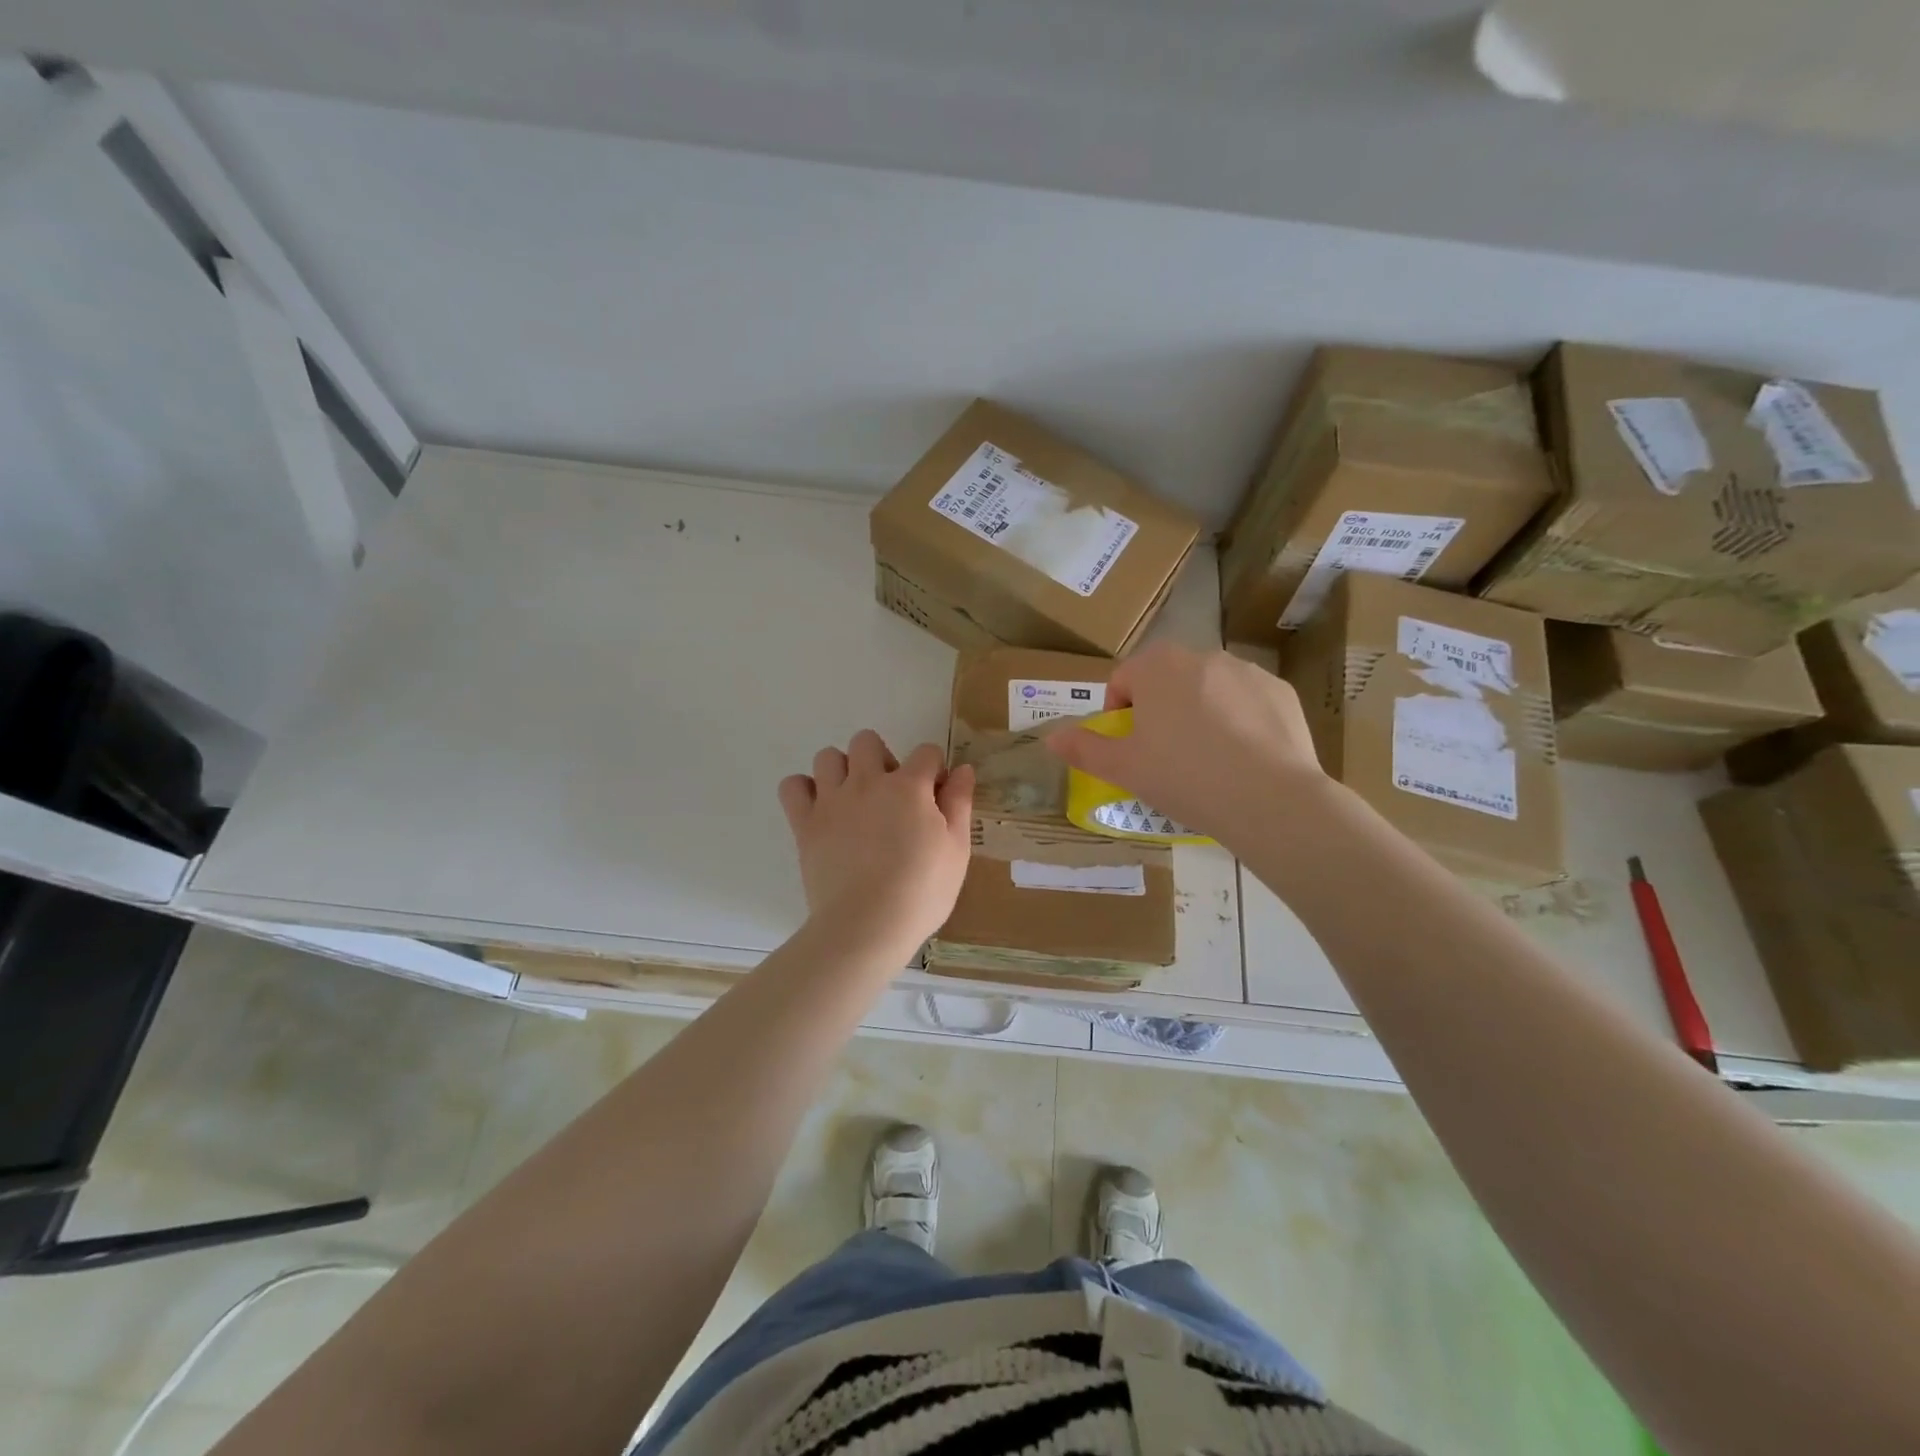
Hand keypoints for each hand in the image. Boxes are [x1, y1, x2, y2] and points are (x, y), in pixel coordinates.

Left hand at [779, 731, 974, 957]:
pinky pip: (792, 786)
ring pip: (828, 757)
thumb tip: (962, 769)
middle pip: (867, 741)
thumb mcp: (957, 849)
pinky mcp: (805, 823)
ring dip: (842, 770)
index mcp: (909, 787)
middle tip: (891, 795)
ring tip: (854, 801)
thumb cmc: (922, 892)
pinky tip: (821, 810)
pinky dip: (804, 791)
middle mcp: (867, 782)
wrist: (867, 925)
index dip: (933, 770)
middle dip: (882, 758)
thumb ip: (959, 803)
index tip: (934, 796)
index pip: (926, 752)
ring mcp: (832, 800)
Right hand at [1045, 644, 1327, 845]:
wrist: (1268, 798)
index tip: (1129, 748)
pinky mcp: (1280, 691)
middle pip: (1166, 681)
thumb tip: (1051, 737)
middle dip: (1159, 711)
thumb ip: (1084, 748)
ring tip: (1206, 760)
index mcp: (1157, 667)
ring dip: (1199, 713)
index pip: (1123, 680)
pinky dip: (1238, 721)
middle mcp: (1202, 656)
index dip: (1118, 714)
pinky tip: (1242, 759)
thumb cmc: (1183, 776)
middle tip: (1164, 756)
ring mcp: (1246, 671)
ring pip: (1208, 689)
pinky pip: (1246, 702)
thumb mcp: (1123, 768)